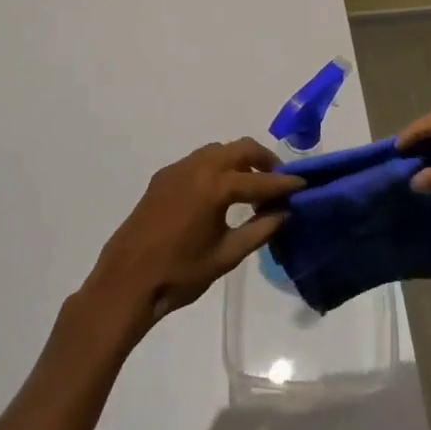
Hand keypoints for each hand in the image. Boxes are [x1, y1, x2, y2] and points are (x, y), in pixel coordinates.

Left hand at [83, 139, 303, 335]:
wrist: (127, 281)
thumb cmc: (180, 274)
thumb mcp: (226, 256)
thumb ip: (259, 230)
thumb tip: (284, 212)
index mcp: (215, 186)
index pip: (260, 179)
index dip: (284, 183)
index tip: (303, 184)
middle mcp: (198, 167)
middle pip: (240, 148)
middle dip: (263, 160)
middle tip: (278, 180)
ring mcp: (177, 169)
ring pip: (218, 150)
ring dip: (239, 160)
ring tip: (251, 185)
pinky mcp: (163, 177)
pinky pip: (198, 161)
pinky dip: (217, 166)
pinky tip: (219, 193)